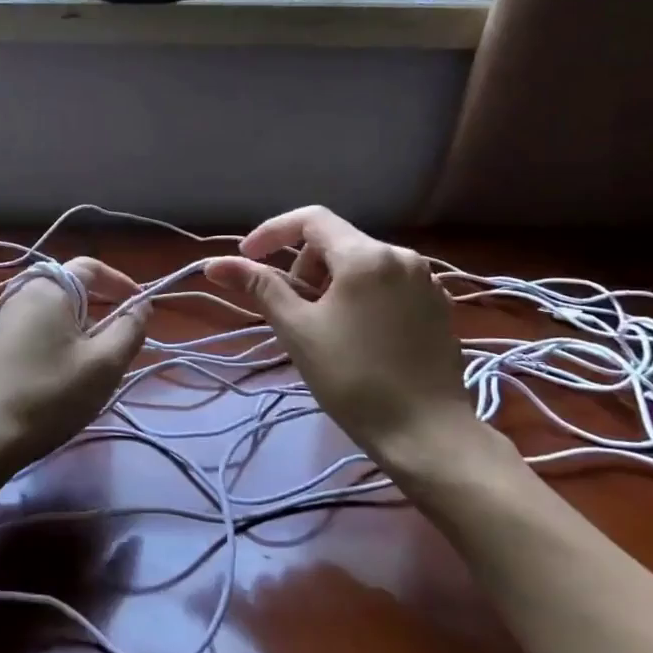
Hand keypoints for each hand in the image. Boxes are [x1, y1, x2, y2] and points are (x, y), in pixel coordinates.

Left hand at [0, 257, 148, 472]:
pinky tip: (60, 376)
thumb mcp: (105, 364)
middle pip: (70, 290)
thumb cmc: (50, 394)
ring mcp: (0, 320)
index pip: (90, 266)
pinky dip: (56, 342)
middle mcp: (19, 294)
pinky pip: (34, 331)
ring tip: (92, 364)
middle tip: (118, 342)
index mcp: (47, 288)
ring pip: (52, 314)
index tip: (140, 306)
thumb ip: (130, 328)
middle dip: (100, 310)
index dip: (120, 282)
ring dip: (78, 330)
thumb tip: (141, 305)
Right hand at [204, 207, 481, 472]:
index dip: (272, 233)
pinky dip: (360, 296)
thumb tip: (215, 264)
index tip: (247, 259)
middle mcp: (401, 256)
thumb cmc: (352, 378)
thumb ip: (259, 287)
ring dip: (331, 283)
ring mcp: (425, 281)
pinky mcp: (437, 307)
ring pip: (363, 264)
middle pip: (337, 242)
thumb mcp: (297, 329)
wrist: (425, 433)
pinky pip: (388, 285)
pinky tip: (357, 337)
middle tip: (291, 310)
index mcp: (366, 255)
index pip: (311, 219)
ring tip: (323, 328)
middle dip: (304, 266)